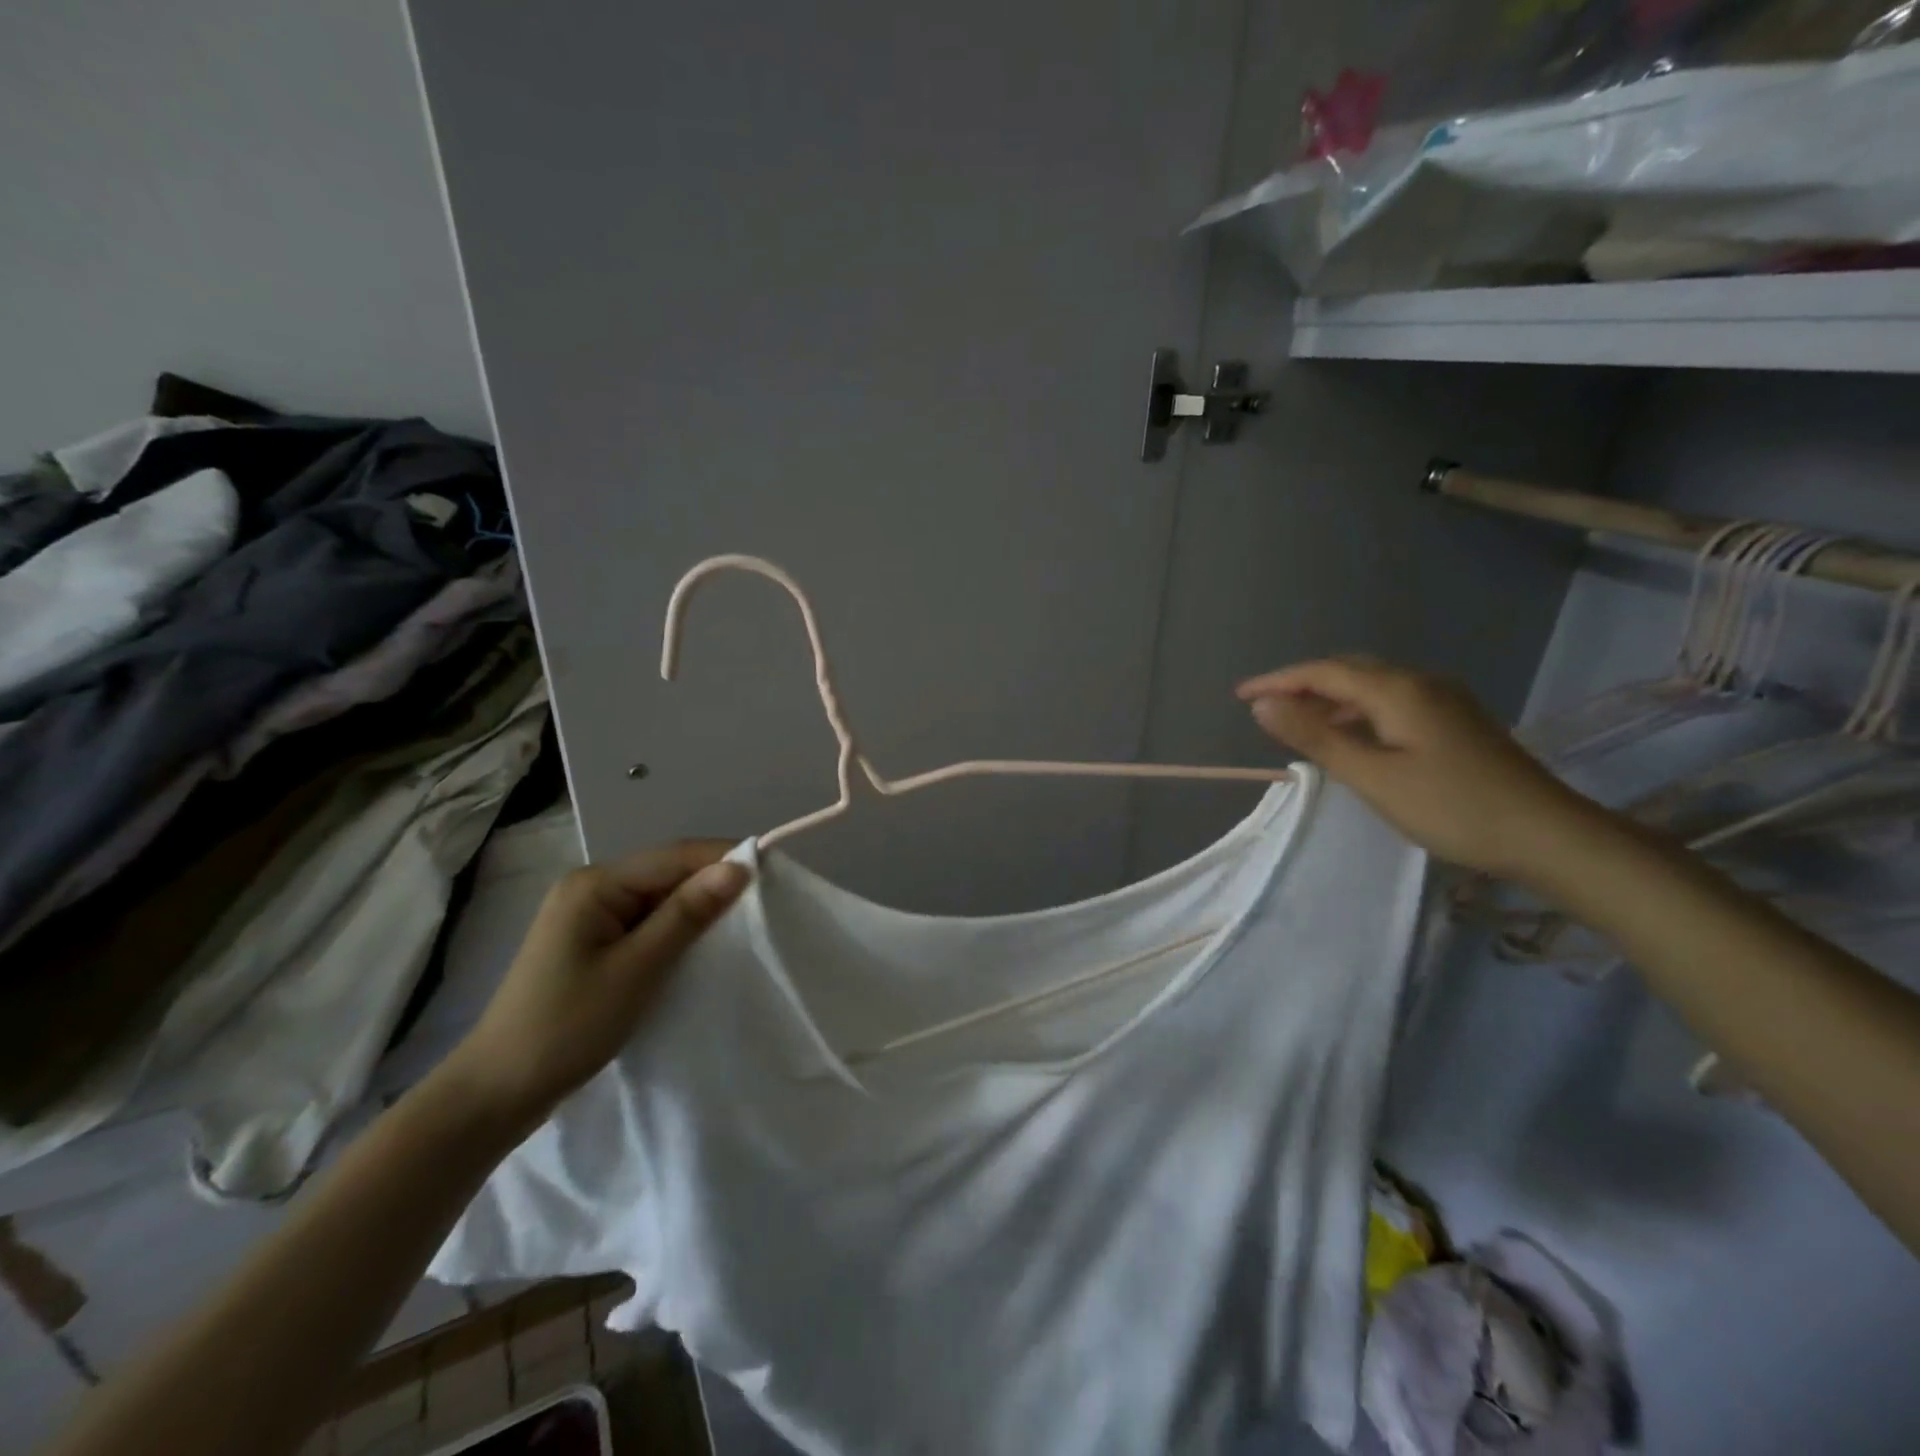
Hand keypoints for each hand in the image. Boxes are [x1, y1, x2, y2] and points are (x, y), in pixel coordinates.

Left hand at [438, 841, 749, 1130]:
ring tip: (740, 925)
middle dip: (713, 884)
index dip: (724, 860)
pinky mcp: (592, 942)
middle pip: (668, 872)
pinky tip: (699, 945)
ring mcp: (589, 915)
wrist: (498, 1091)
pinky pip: (646, 922)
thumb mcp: (638, 968)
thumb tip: (739, 867)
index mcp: (596, 883)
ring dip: (697, 909)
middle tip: (763, 905)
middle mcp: (592, 887)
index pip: (675, 856)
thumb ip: (688, 914)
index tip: (772, 874)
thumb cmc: (568, 1026)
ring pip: (660, 898)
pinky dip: (676, 930)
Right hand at [1238, 657, 1591, 881]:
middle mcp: (1421, 682)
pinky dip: (1358, 711)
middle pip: (1349, 671)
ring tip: (1299, 724)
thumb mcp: (1372, 776)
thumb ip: (1315, 737)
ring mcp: (1444, 700)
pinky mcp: (1456, 721)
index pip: (1323, 672)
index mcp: (1398, 690)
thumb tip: (1263, 704)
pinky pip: (1392, 702)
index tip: (1240, 696)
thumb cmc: (1452, 807)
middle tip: (1266, 707)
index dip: (1278, 680)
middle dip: (1302, 684)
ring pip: (1372, 686)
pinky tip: (1351, 737)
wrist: (1549, 836)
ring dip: (1330, 699)